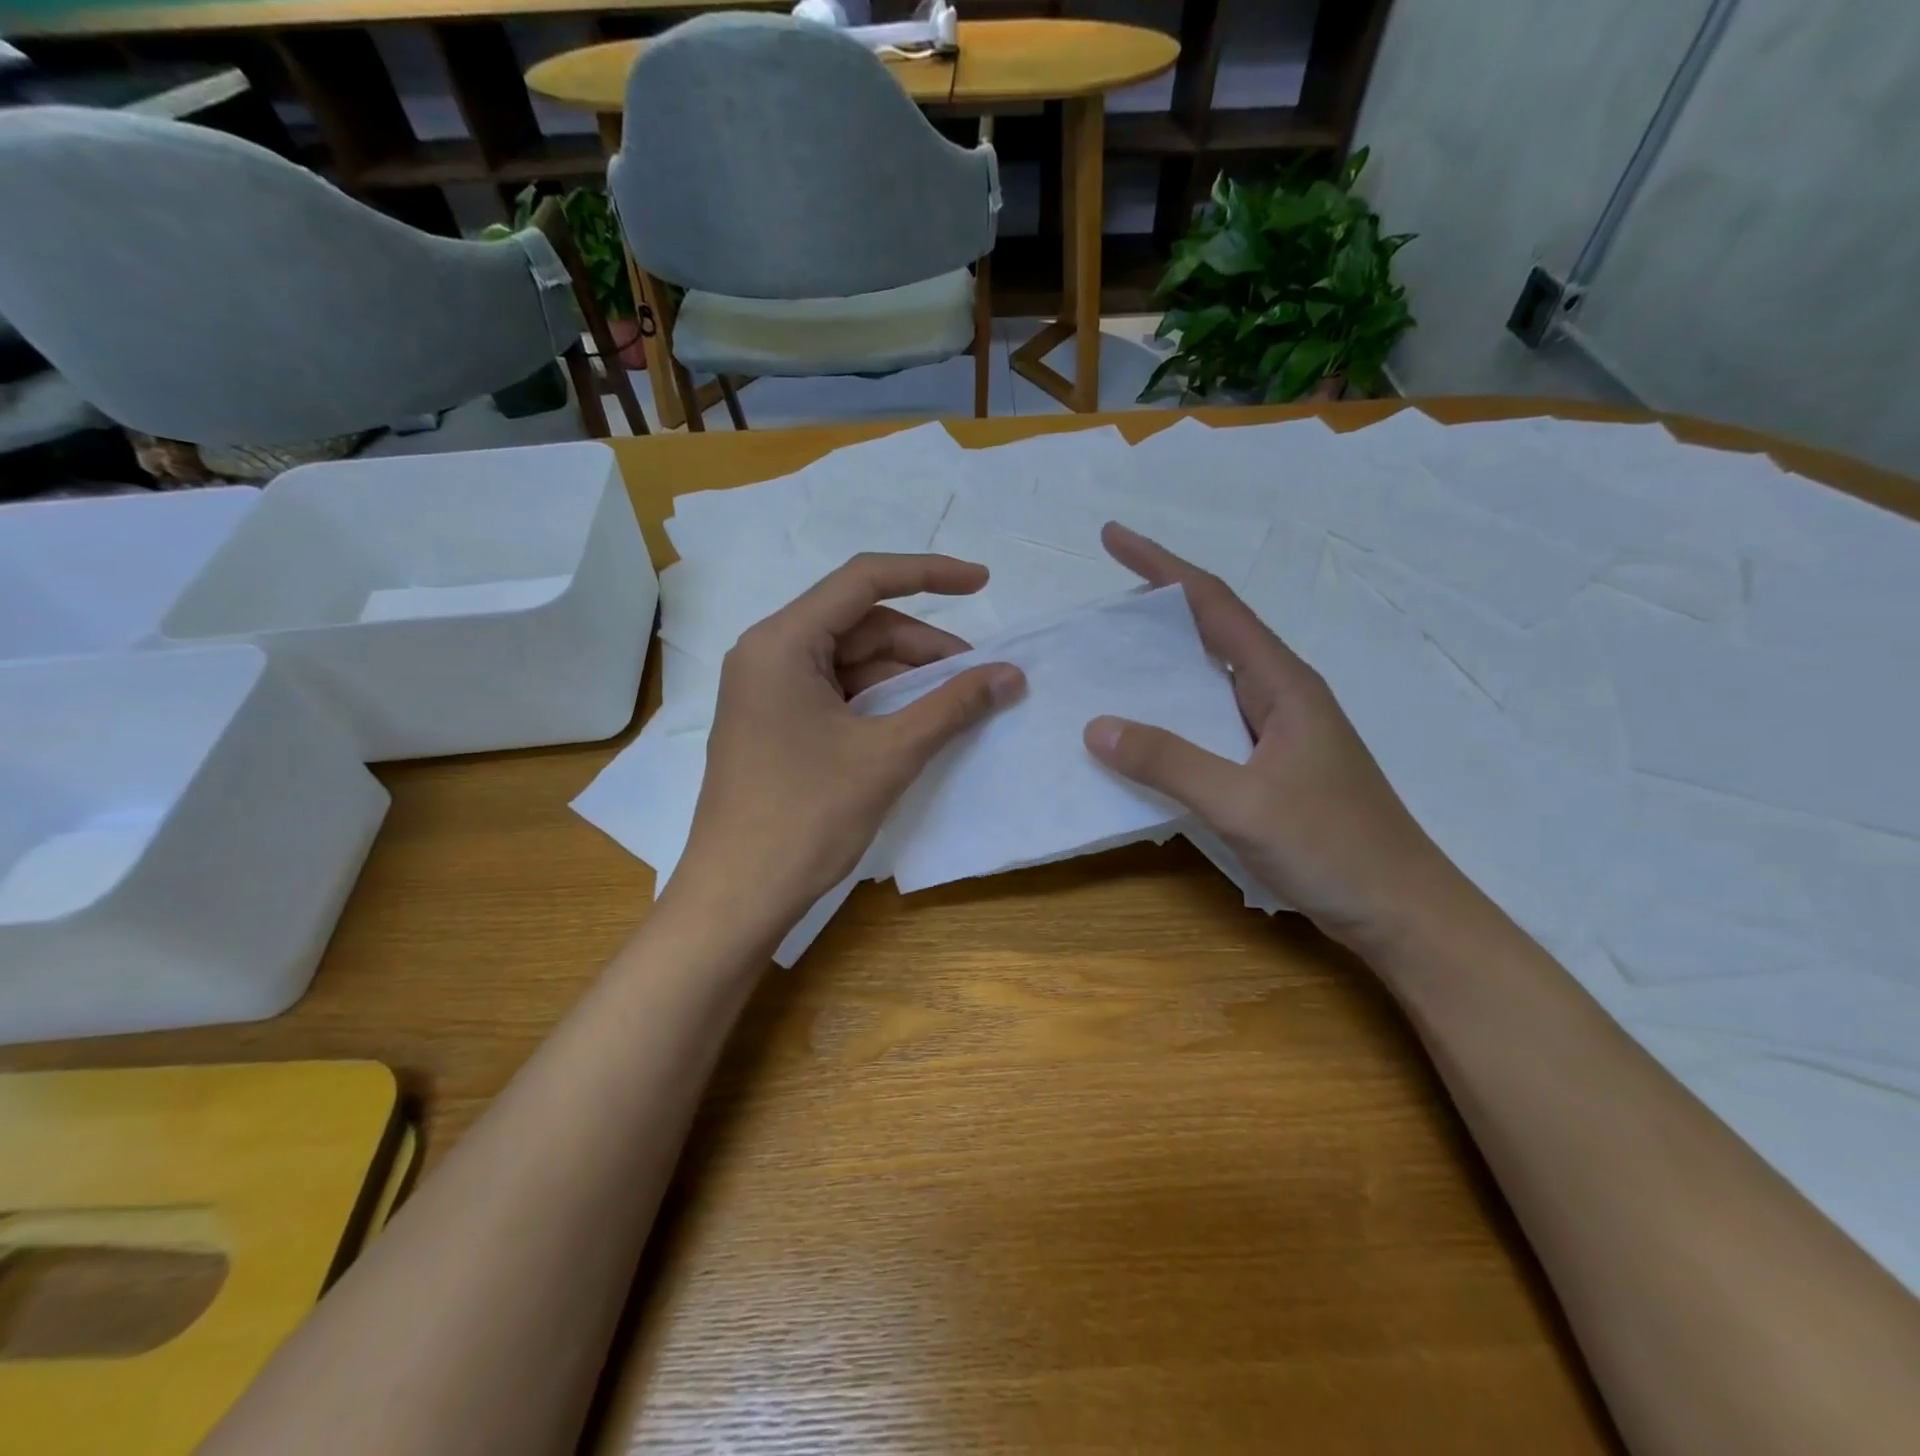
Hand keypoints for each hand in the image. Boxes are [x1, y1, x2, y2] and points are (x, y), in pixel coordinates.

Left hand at [677, 553, 1023, 930]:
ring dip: (905, 677)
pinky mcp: (775, 723)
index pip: (863, 580)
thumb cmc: (807, 817)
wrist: (737, 897)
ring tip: (957, 704)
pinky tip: (917, 723)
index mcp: (782, 642)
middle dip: (923, 647)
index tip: (983, 582)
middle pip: (859, 625)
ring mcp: (768, 690)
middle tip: (978, 676)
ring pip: (851, 662)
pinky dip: (880, 701)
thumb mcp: (889, 755)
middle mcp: (768, 653)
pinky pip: (837, 693)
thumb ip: (952, 706)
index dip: (929, 574)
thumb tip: (1011, 675)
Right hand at [1083, 523, 1467, 951]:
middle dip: (1155, 609)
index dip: (1160, 566)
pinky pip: (1208, 723)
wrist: (1400, 911)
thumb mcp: (1243, 803)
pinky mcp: (1269, 766)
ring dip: (1160, 663)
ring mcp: (1276, 732)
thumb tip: (1096, 725)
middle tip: (1098, 607)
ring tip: (1107, 662)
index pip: (1213, 604)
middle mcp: (1278, 695)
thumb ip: (1169, 762)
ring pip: (1207, 679)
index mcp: (1281, 683)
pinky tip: (1142, 733)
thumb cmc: (1333, 848)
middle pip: (1210, 631)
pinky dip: (1170, 715)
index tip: (1112, 538)